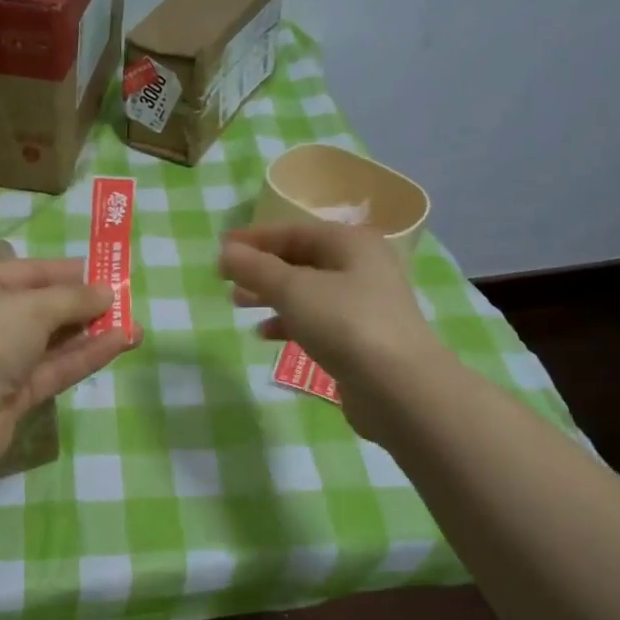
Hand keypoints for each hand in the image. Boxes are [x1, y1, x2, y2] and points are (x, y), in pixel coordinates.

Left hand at [0, 258, 135, 477]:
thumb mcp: (30, 307)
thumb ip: (72, 299)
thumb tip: (107, 293)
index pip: (23, 272)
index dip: (64, 272)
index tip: (104, 271)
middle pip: (38, 308)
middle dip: (82, 305)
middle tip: (124, 301)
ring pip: (49, 342)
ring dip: (90, 333)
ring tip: (134, 325)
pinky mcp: (11, 397)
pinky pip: (52, 369)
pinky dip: (83, 357)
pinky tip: (119, 345)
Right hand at [218, 221, 444, 440]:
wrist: (399, 387)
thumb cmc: (345, 324)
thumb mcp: (294, 290)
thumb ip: (256, 269)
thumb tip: (225, 252)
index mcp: (350, 243)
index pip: (293, 231)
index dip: (254, 239)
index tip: (220, 250)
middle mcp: (361, 267)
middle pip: (301, 260)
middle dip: (261, 269)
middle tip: (226, 281)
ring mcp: (364, 304)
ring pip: (307, 292)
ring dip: (271, 296)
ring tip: (237, 305)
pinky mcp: (361, 338)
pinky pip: (317, 320)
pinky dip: (290, 323)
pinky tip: (266, 335)